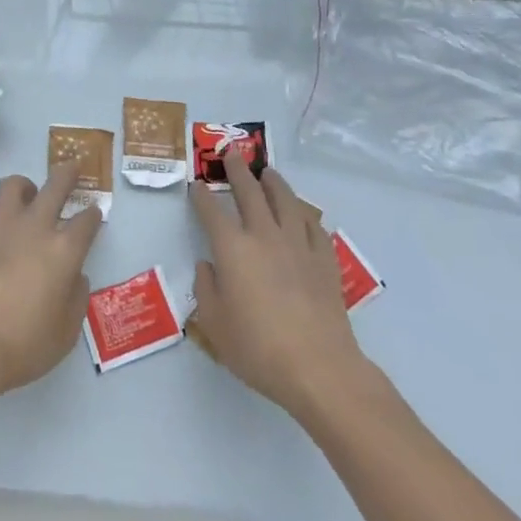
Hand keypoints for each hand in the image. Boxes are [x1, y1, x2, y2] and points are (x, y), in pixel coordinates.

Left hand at [0, 164, 104, 409]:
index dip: (93, 215)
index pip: (87, 220)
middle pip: (56, 184)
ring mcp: (0, 225)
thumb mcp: (66, 333)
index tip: (94, 214)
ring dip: (24, 187)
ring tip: (25, 198)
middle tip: (71, 169)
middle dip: (68, 173)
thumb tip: (75, 276)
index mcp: (65, 251)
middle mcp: (35, 227)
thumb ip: (76, 299)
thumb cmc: (23, 347)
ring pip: (14, 184)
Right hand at [189, 162, 376, 423]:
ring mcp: (298, 244)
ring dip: (273, 182)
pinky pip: (313, 225)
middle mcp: (264, 235)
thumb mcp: (214, 324)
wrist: (319, 367)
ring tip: (268, 172)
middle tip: (232, 153)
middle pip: (249, 192)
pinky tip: (301, 214)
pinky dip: (303, 214)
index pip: (211, 211)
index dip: (201, 196)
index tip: (196, 185)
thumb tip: (209, 266)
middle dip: (237, 170)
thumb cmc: (258, 348)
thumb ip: (206, 288)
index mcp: (232, 248)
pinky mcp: (324, 259)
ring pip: (285, 200)